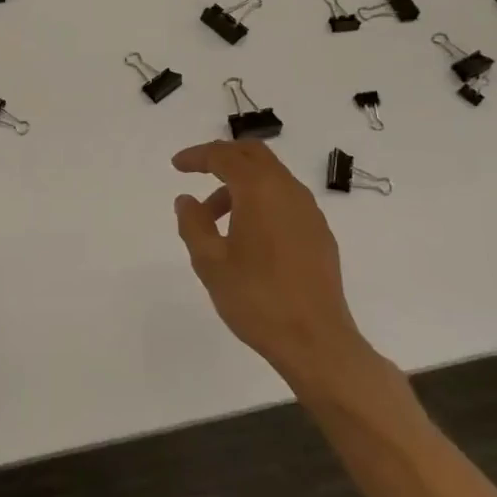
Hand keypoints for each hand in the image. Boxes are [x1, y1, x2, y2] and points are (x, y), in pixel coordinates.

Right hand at [172, 140, 374, 387]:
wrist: (316, 342)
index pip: (224, 156)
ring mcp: (309, 211)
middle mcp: (288, 190)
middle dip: (223, 157)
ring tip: (215, 218)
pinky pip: (285, 198)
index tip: (177, 165)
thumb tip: (187, 200)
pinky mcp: (319, 232)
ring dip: (241, 183)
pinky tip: (248, 234)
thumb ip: (193, 223)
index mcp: (259, 190)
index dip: (197, 156)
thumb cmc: (257, 299)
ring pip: (271, 177)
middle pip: (253, 154)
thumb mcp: (210, 262)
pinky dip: (261, 200)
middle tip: (197, 172)